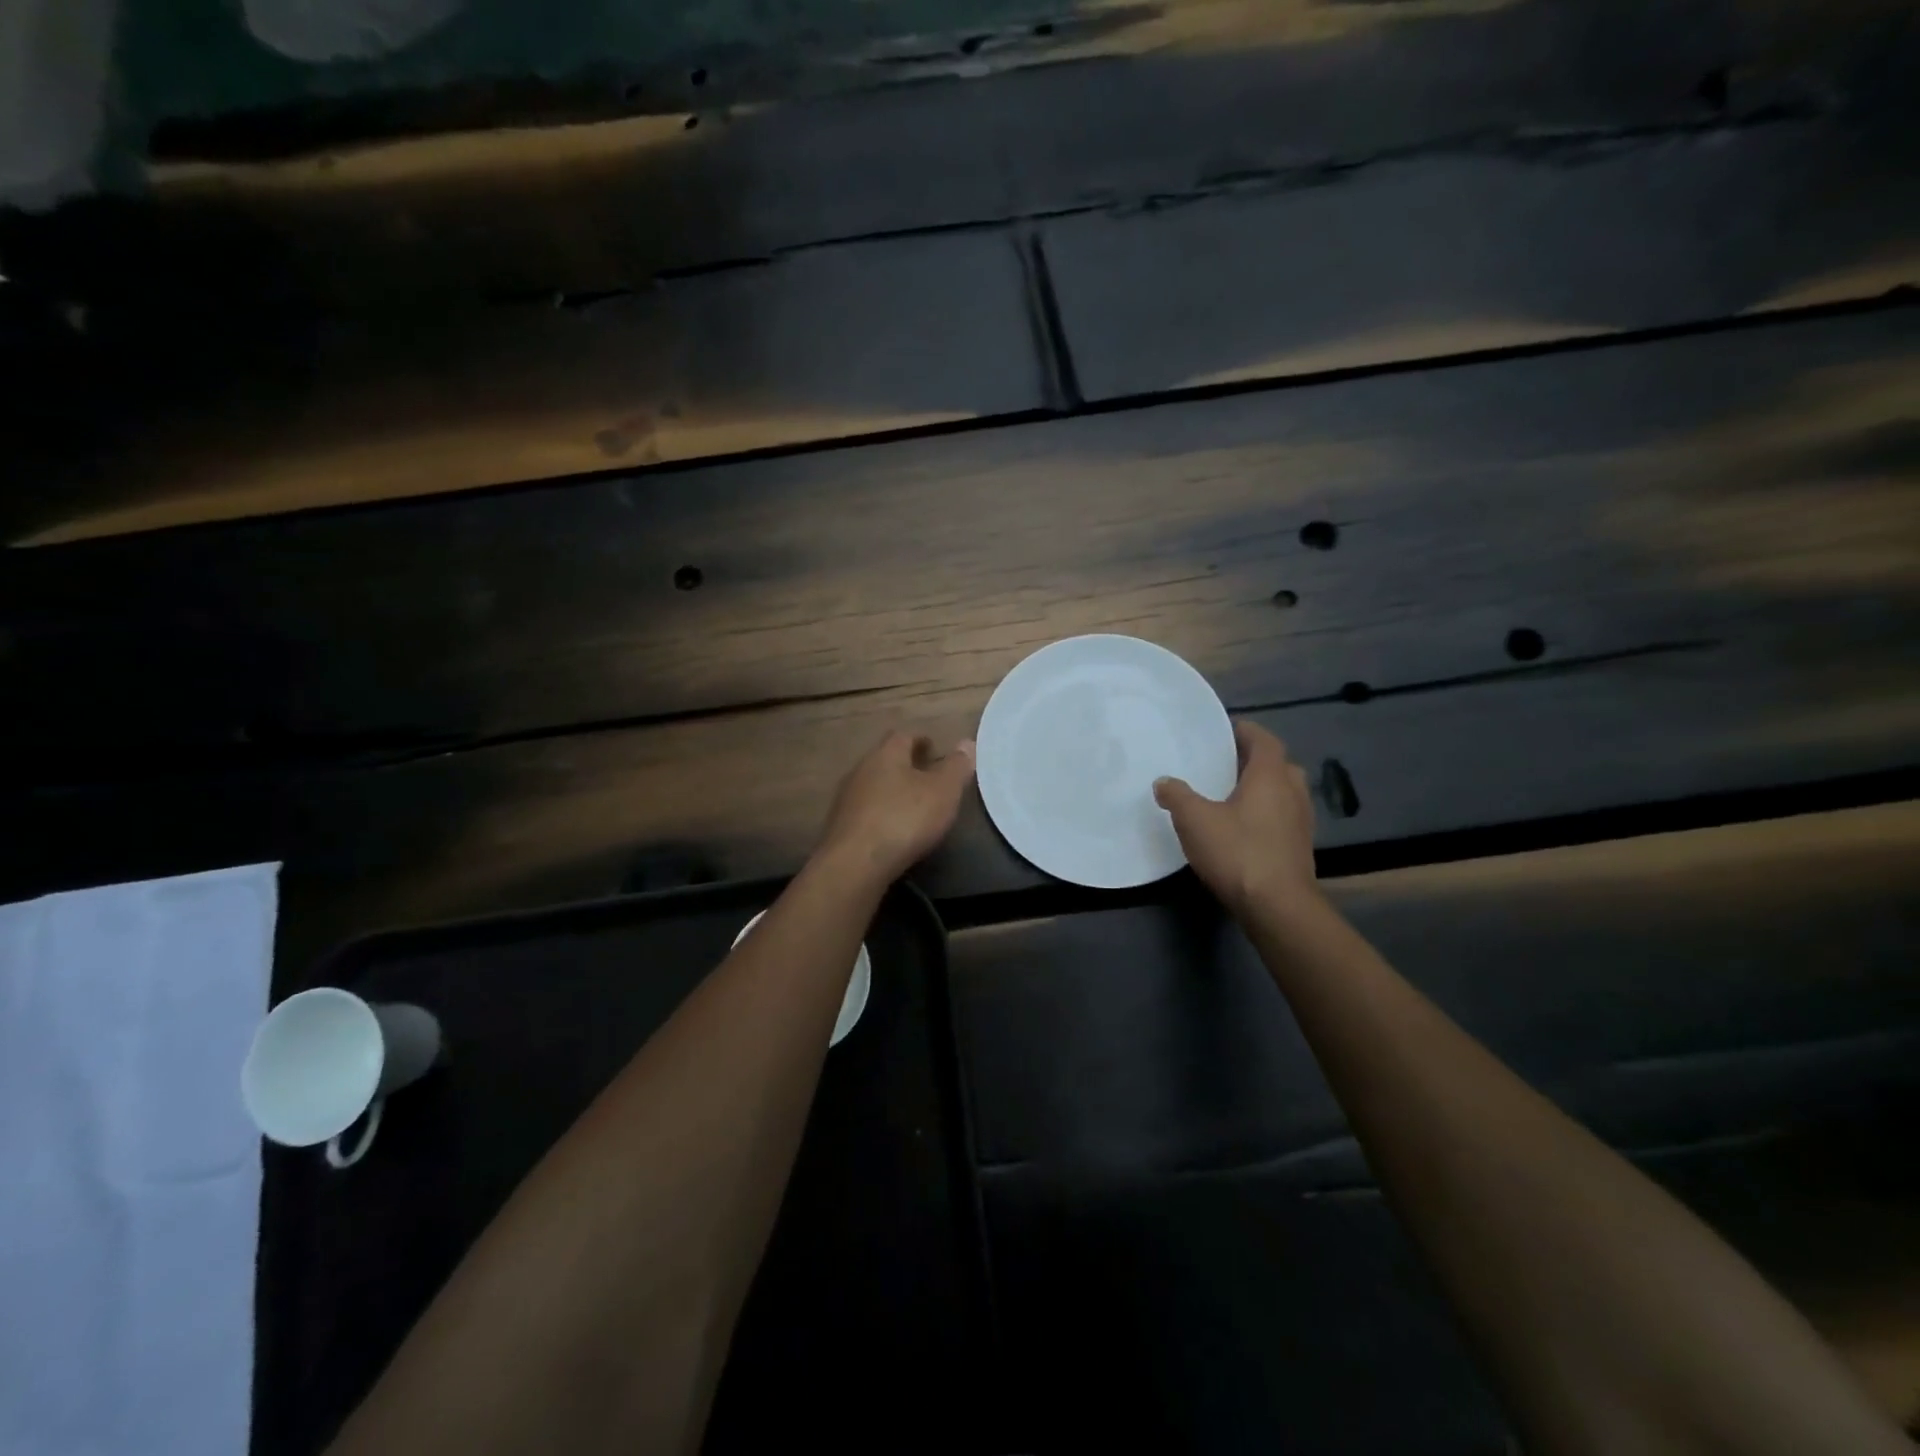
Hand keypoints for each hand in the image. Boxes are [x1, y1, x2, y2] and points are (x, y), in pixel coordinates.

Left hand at [816, 730, 975, 885]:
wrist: (855, 863)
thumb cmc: (905, 819)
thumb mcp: (943, 791)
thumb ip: (956, 767)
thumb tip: (966, 743)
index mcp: (886, 754)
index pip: (903, 736)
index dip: (920, 740)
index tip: (934, 748)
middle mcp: (861, 770)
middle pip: (884, 760)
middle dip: (904, 766)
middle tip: (926, 776)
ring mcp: (846, 799)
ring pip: (873, 786)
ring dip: (891, 791)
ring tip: (911, 805)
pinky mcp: (839, 827)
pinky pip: (865, 812)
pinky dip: (880, 814)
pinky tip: (892, 830)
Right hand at [1154, 720, 1318, 919]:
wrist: (1277, 906)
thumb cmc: (1237, 852)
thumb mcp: (1195, 820)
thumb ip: (1177, 796)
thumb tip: (1164, 782)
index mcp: (1270, 777)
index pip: (1264, 741)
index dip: (1247, 732)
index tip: (1227, 730)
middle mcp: (1293, 792)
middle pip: (1279, 765)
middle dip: (1255, 760)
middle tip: (1227, 764)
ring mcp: (1301, 822)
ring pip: (1284, 792)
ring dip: (1264, 788)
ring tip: (1233, 795)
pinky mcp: (1300, 848)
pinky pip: (1284, 817)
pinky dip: (1267, 813)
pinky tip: (1244, 828)